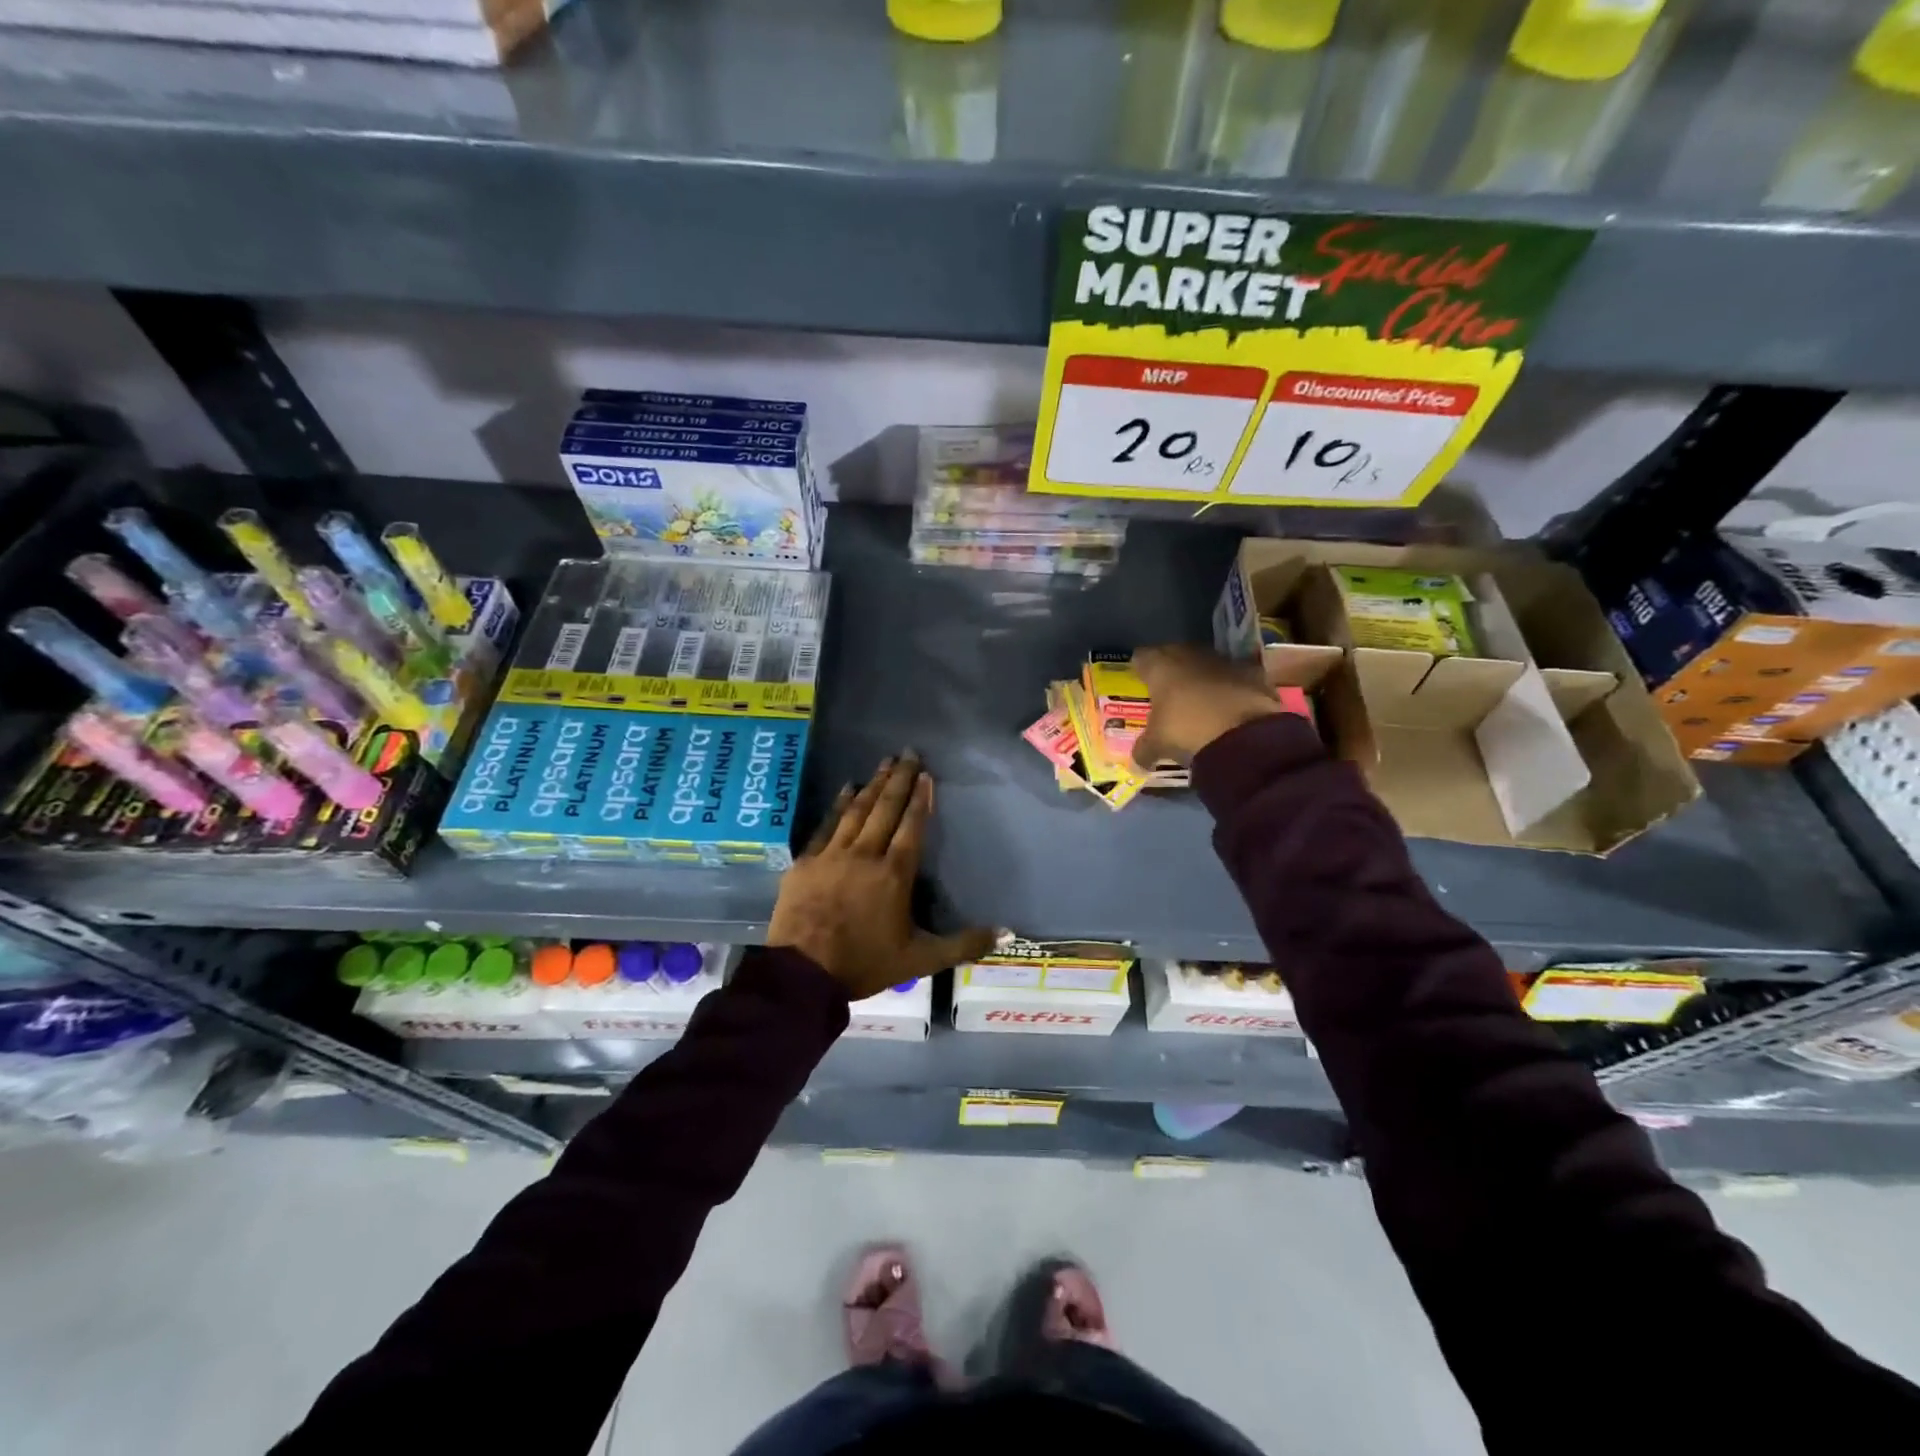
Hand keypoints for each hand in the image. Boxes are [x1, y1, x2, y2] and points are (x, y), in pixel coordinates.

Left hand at [767, 753, 996, 999]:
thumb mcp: (921, 960)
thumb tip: (1007, 932)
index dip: (920, 799)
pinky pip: (826, 825)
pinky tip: (846, 788)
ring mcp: (833, 855)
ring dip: (872, 785)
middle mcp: (865, 855)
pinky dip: (838, 805)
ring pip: (857, 811)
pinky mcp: (806, 862)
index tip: (925, 774)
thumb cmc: (864, 964)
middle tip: (907, 752)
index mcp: (894, 874)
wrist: (802, 973)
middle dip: (898, 779)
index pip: (911, 827)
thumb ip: (963, 944)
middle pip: (885, 809)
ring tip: (883, 763)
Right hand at [1131, 645, 1282, 768]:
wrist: (1244, 736)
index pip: (1142, 657)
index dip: (1140, 669)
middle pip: (1175, 655)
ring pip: (1207, 663)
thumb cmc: (1187, 731)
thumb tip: (1137, 763)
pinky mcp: (1254, 673)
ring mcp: (1225, 661)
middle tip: (1168, 691)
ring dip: (1203, 677)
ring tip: (1200, 700)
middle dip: (1172, 671)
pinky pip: (1236, 676)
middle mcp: (1190, 655)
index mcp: (1161, 666)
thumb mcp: (1157, 746)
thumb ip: (1143, 750)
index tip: (1141, 682)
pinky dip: (1232, 687)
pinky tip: (1230, 706)